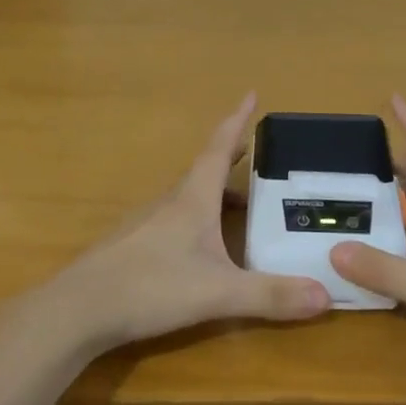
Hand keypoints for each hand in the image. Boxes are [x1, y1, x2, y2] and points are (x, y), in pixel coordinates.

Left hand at [48, 95, 331, 353]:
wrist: (78, 310)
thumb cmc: (150, 287)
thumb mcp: (218, 293)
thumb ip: (270, 295)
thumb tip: (327, 294)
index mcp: (192, 199)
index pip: (218, 149)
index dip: (236, 122)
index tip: (251, 94)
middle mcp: (169, 203)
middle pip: (205, 171)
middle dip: (233, 159)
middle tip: (258, 155)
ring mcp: (147, 225)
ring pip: (190, 198)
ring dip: (216, 194)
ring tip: (243, 206)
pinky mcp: (133, 249)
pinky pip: (175, 222)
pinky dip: (199, 220)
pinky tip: (204, 247)